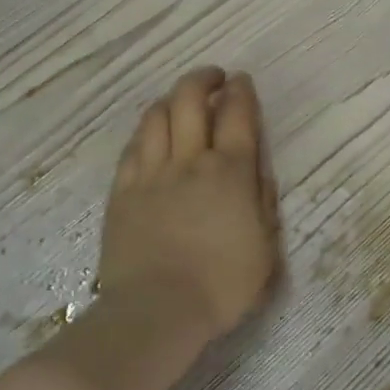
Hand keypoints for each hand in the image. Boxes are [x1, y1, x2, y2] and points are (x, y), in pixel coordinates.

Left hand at [99, 67, 281, 341]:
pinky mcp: (123, 191)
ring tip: (181, 101)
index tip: (242, 81)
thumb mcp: (266, 249)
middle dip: (203, 80)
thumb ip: (264, 204)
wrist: (158, 310)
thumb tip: (259, 172)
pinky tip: (151, 133)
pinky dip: (147, 130)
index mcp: (231, 173)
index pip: (237, 115)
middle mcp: (190, 161)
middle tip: (213, 78)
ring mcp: (151, 173)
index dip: (241, 92)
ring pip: (157, 116)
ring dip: (172, 99)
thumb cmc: (222, 286)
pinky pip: (133, 146)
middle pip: (190, 100)